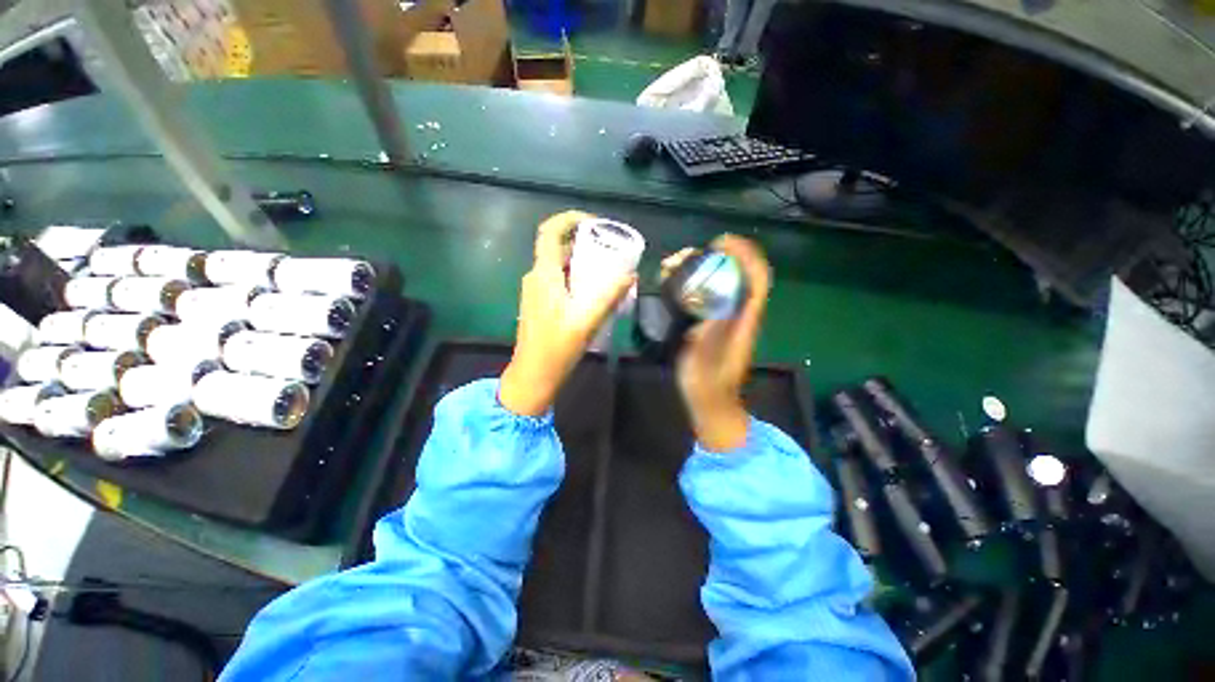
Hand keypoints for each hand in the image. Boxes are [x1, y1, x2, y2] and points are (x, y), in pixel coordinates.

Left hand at [499, 211, 636, 415]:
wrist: (533, 375)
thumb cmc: (557, 348)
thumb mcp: (587, 321)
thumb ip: (609, 296)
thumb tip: (630, 274)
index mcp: (544, 275)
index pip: (549, 232)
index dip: (569, 220)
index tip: (594, 222)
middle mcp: (536, 277)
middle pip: (558, 248)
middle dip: (583, 243)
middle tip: (610, 249)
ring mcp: (536, 291)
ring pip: (559, 265)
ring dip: (581, 262)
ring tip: (607, 268)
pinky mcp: (539, 303)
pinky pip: (558, 280)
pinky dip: (576, 277)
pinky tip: (593, 291)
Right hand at [667, 235, 771, 450]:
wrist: (710, 403)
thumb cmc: (710, 386)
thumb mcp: (710, 362)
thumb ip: (711, 337)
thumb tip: (710, 309)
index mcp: (744, 321)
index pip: (756, 280)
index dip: (744, 256)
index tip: (721, 242)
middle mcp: (736, 314)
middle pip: (734, 275)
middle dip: (712, 257)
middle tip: (683, 256)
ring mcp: (722, 317)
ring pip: (716, 283)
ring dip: (696, 268)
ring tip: (670, 266)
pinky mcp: (707, 322)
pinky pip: (702, 294)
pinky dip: (687, 283)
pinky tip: (669, 283)